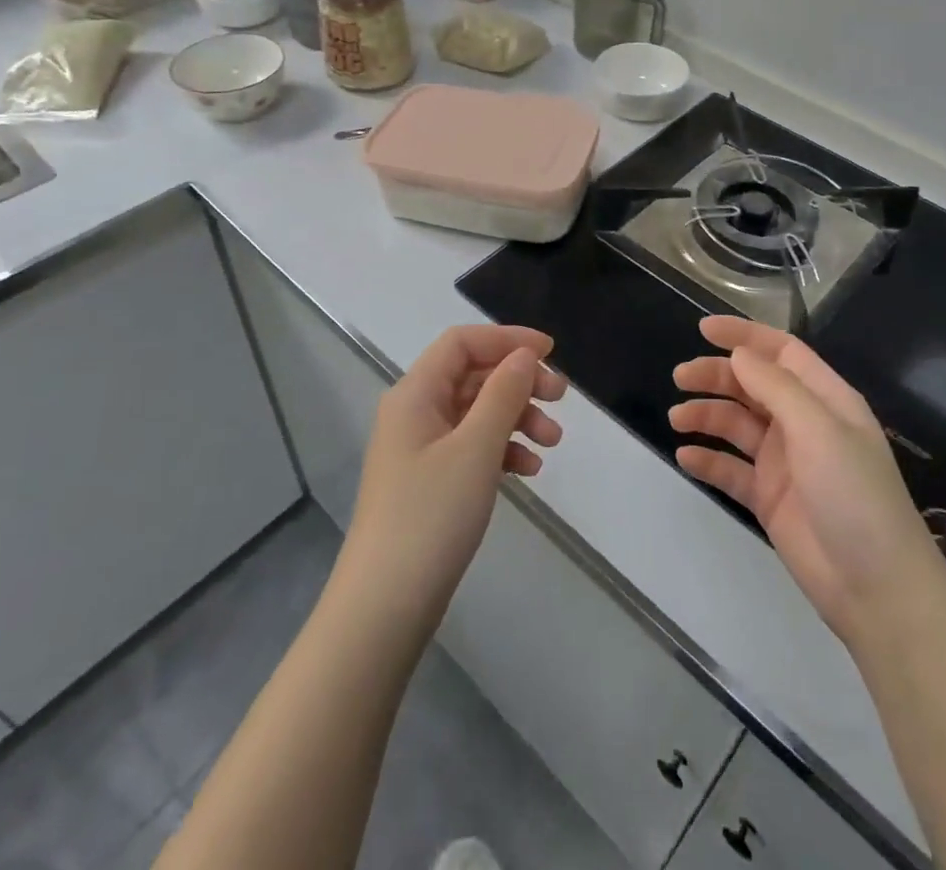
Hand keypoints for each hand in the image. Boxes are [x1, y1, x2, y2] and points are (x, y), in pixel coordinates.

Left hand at [342, 324, 563, 630]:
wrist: (384, 607)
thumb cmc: (431, 517)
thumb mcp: (475, 448)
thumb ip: (503, 394)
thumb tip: (524, 355)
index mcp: (415, 393)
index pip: (462, 342)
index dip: (507, 338)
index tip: (551, 352)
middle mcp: (414, 412)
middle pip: (473, 375)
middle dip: (519, 381)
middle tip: (561, 399)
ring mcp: (420, 449)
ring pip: (477, 412)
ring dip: (517, 417)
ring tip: (553, 442)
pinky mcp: (429, 481)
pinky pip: (472, 446)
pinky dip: (502, 449)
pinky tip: (528, 470)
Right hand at [669, 316, 943, 646]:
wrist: (877, 588)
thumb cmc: (854, 495)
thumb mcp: (819, 430)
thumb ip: (776, 388)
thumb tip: (738, 354)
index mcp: (825, 399)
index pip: (781, 352)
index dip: (745, 336)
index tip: (704, 329)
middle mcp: (803, 424)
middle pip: (753, 385)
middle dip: (716, 376)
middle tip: (680, 377)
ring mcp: (785, 462)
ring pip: (737, 425)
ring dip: (707, 415)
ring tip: (677, 418)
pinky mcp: (769, 498)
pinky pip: (732, 469)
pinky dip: (709, 459)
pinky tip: (685, 456)